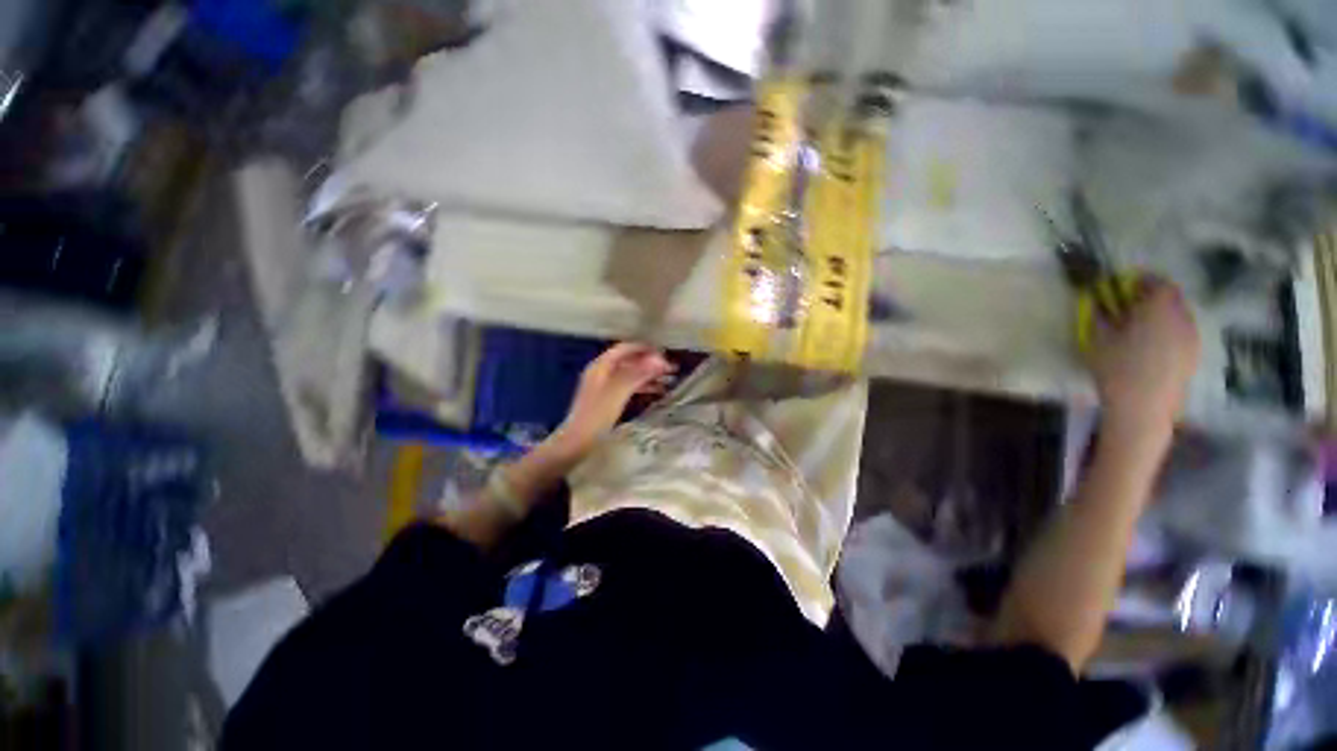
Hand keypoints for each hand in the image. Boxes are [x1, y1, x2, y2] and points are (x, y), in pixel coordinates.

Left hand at [551, 343, 675, 457]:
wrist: (577, 442)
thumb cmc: (597, 415)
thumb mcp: (619, 392)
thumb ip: (638, 374)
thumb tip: (659, 360)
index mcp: (601, 366)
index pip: (625, 349)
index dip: (644, 348)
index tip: (664, 353)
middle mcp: (602, 372)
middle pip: (629, 361)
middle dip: (650, 363)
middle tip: (671, 368)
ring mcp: (604, 386)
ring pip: (630, 374)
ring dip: (648, 375)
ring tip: (669, 380)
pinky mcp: (608, 399)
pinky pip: (628, 386)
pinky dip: (642, 386)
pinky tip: (657, 391)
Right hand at [1089, 279, 1199, 431]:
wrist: (1143, 408)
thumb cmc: (1117, 368)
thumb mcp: (1097, 339)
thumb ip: (1100, 315)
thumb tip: (1098, 302)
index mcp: (1159, 307)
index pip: (1156, 281)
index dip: (1140, 280)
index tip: (1122, 286)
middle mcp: (1181, 316)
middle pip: (1171, 297)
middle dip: (1151, 297)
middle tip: (1129, 306)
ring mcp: (1191, 336)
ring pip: (1178, 314)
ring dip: (1161, 314)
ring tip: (1139, 327)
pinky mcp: (1192, 354)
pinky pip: (1182, 332)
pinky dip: (1168, 330)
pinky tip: (1151, 345)